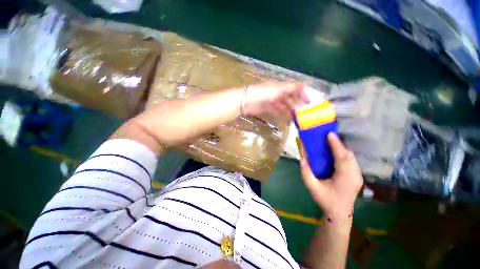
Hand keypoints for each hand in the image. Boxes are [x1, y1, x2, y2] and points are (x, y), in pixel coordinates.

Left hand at [243, 81, 308, 118]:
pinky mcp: (267, 108)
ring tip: (297, 117)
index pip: (294, 88)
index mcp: (280, 86)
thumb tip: (306, 84)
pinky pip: (277, 111)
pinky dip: (282, 114)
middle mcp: (277, 93)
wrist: (246, 101)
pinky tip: (288, 118)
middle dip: (297, 103)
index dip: (302, 93)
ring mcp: (272, 101)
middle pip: (289, 98)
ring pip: (283, 105)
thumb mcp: (277, 89)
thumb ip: (291, 87)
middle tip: (304, 112)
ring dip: (290, 110)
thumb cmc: (262, 93)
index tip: (309, 101)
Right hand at [300, 133, 362, 219]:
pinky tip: (336, 152)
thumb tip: (302, 158)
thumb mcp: (312, 187)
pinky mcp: (357, 176)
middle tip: (328, 136)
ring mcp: (358, 176)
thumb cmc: (326, 201)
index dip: (336, 145)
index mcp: (345, 178)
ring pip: (351, 157)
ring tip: (331, 142)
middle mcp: (354, 175)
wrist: (339, 214)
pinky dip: (344, 154)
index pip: (342, 157)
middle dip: (339, 144)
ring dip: (342, 148)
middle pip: (349, 155)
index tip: (330, 134)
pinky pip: (351, 161)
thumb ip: (306, 173)